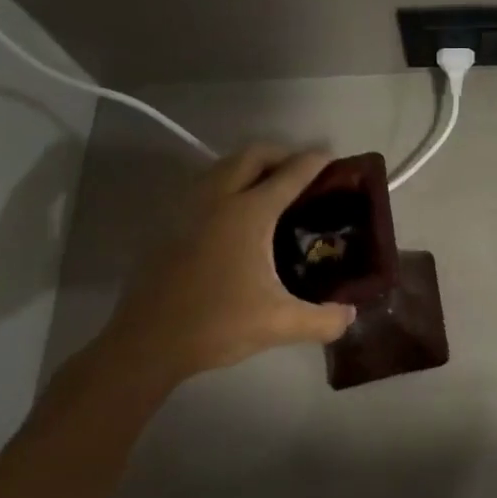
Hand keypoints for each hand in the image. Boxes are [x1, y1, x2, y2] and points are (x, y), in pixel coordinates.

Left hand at [103, 146, 355, 385]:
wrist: (146, 344)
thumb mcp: (279, 324)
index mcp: (249, 213)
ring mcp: (189, 209)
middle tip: (301, 171)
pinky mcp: (170, 224)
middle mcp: (218, 199)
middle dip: (281, 153)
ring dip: (250, 166)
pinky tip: (235, 213)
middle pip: (252, 155)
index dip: (314, 162)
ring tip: (270, 187)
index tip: (332, 158)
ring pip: (223, 166)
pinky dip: (227, 183)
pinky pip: (205, 185)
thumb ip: (323, 319)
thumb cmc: (217, 325)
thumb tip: (350, 315)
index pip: (290, 174)